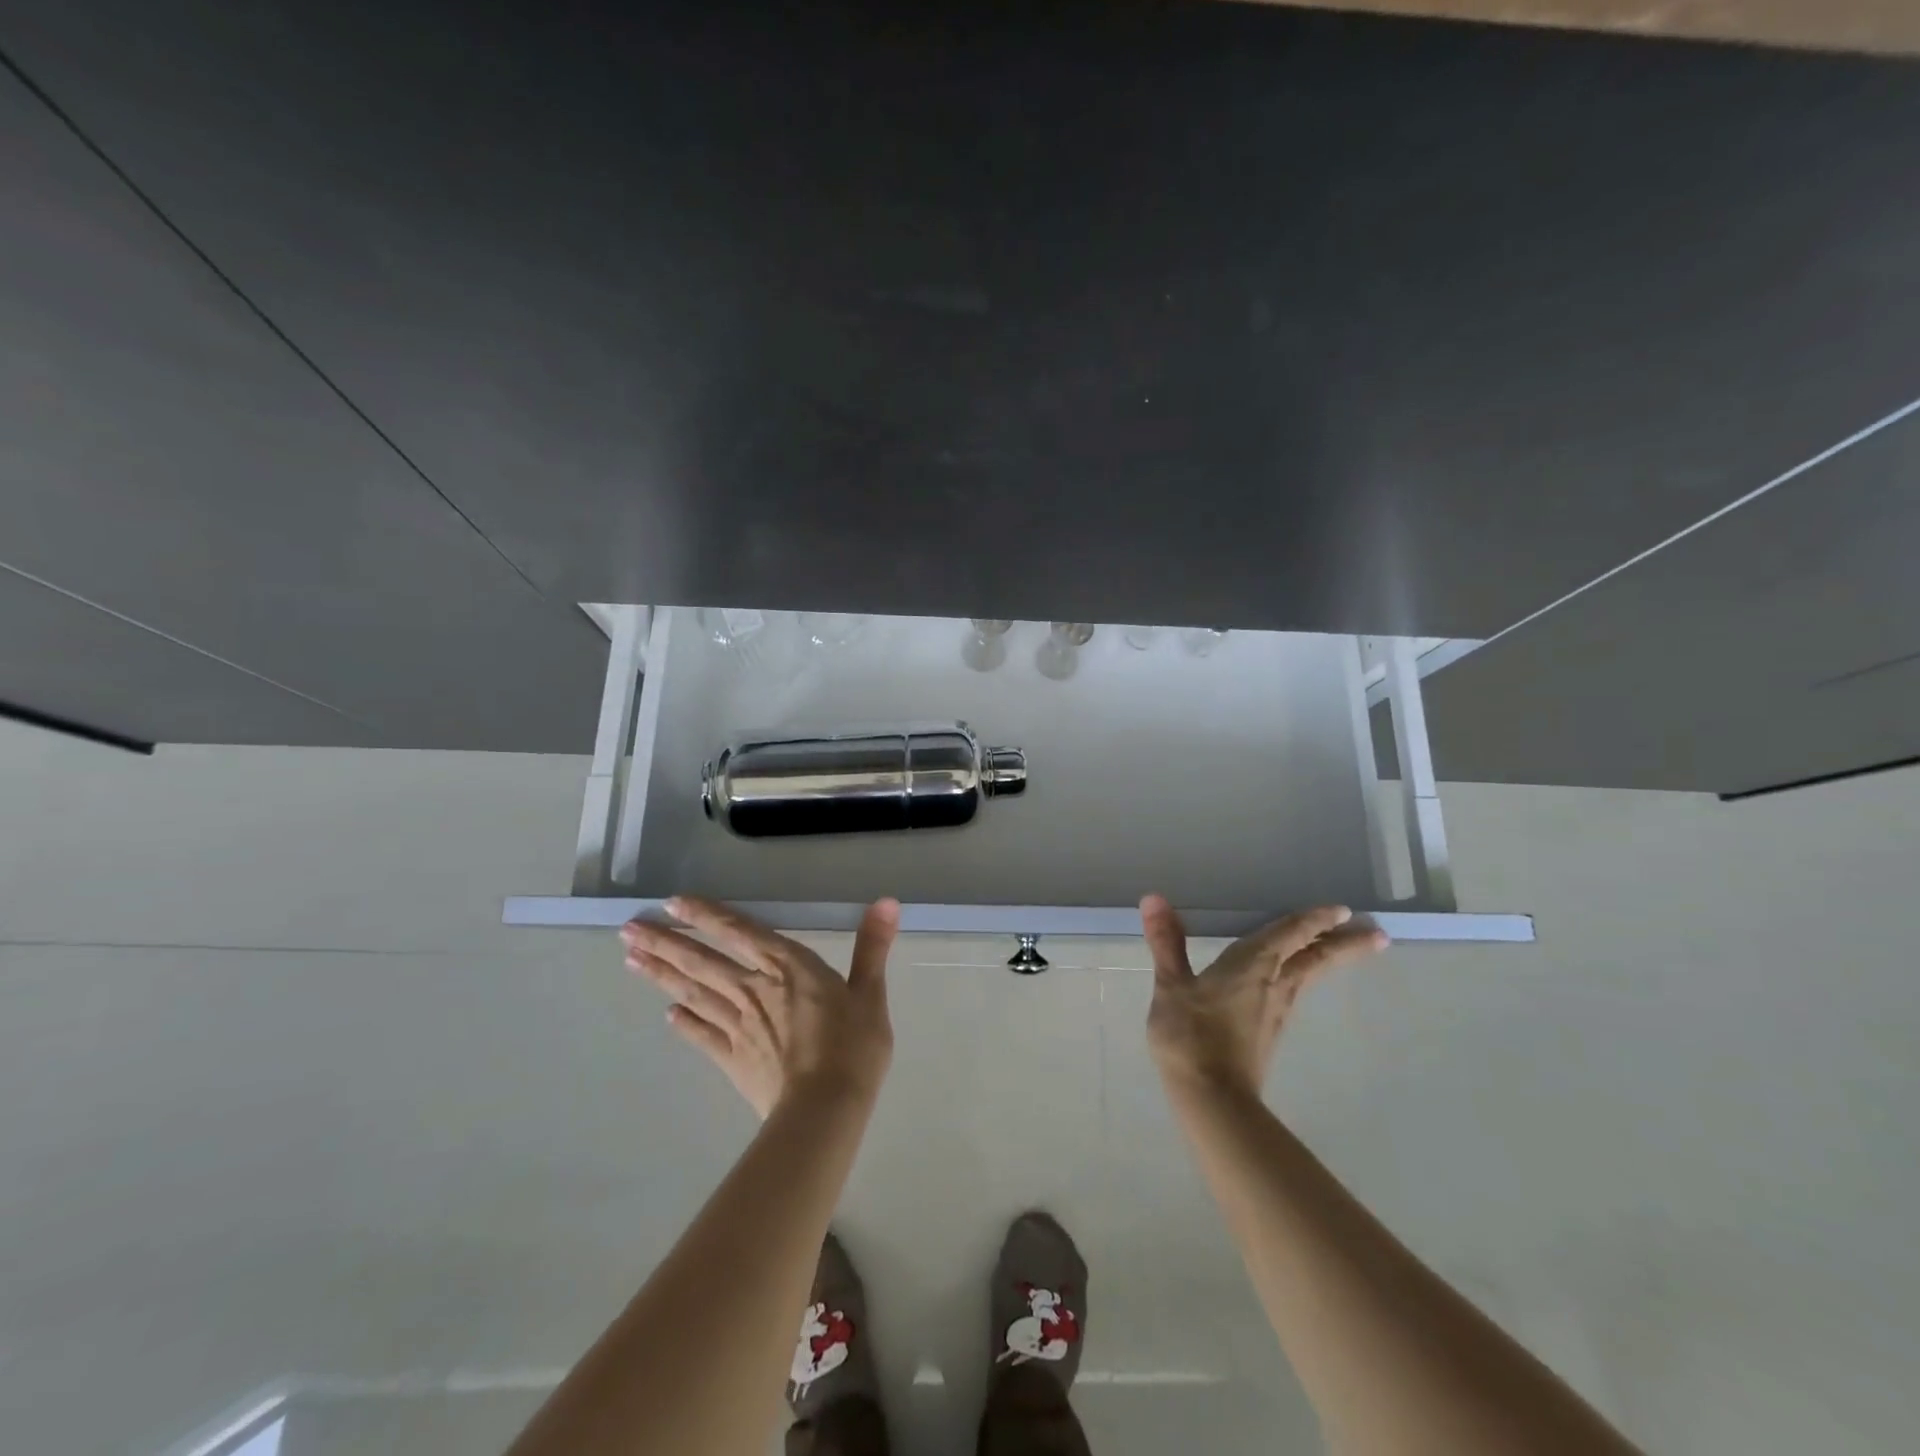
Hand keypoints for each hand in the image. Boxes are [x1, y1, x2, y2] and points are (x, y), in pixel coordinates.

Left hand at [621, 896, 898, 1118]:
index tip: (673, 903)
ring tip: (631, 960)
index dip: (706, 916)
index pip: (739, 932)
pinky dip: (685, 1024)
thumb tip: (886, 901)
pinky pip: (703, 1036)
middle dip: (665, 943)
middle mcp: (754, 988)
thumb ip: (872, 946)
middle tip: (627, 930)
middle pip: (702, 961)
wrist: (825, 1109)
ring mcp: (738, 1025)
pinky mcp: (732, 1059)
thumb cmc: (853, 1046)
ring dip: (662, 976)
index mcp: (787, 966)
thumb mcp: (870, 993)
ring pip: (694, 993)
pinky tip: (668, 1016)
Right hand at [1140, 894, 1387, 1100]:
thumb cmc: (1191, 1035)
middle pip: (1316, 958)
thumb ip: (1166, 942)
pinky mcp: (1270, 1031)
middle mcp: (1274, 984)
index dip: (1314, 920)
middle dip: (1345, 944)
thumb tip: (1154, 898)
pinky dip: (1306, 976)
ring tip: (1345, 948)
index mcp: (1253, 965)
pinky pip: (1296, 991)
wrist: (1212, 1097)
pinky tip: (1296, 981)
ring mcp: (1276, 1011)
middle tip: (1377, 934)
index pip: (1290, 934)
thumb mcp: (1172, 986)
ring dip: (1330, 959)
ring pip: (1309, 976)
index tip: (1343, 909)